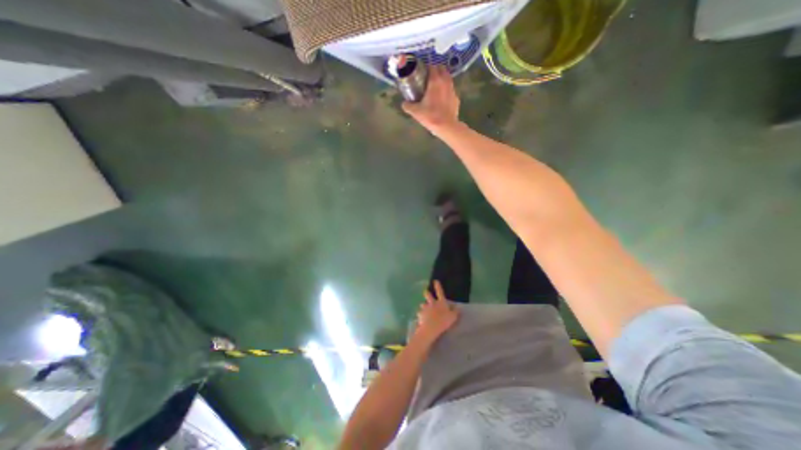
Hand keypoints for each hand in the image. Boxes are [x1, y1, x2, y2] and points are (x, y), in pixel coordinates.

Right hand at [404, 65, 459, 134]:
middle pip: (442, 69)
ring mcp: (453, 89)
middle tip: (429, 79)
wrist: (446, 126)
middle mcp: (445, 82)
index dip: (426, 68)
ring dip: (442, 80)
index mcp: (435, 81)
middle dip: (436, 71)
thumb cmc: (430, 116)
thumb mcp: (416, 112)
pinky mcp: (456, 98)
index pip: (432, 66)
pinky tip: (442, 99)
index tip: (422, 73)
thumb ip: (408, 106)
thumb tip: (404, 103)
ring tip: (436, 88)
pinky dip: (447, 91)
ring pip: (448, 78)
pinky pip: (451, 90)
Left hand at [413, 281, 456, 343]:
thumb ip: (455, 312)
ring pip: (423, 304)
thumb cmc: (444, 321)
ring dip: (423, 306)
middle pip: (428, 295)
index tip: (435, 281)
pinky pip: (420, 313)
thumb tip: (458, 307)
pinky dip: (420, 315)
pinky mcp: (420, 314)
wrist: (432, 327)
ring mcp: (425, 308)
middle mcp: (432, 303)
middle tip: (426, 292)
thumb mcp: (453, 317)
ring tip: (424, 309)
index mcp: (441, 302)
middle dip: (426, 293)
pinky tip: (421, 319)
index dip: (438, 286)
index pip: (440, 292)